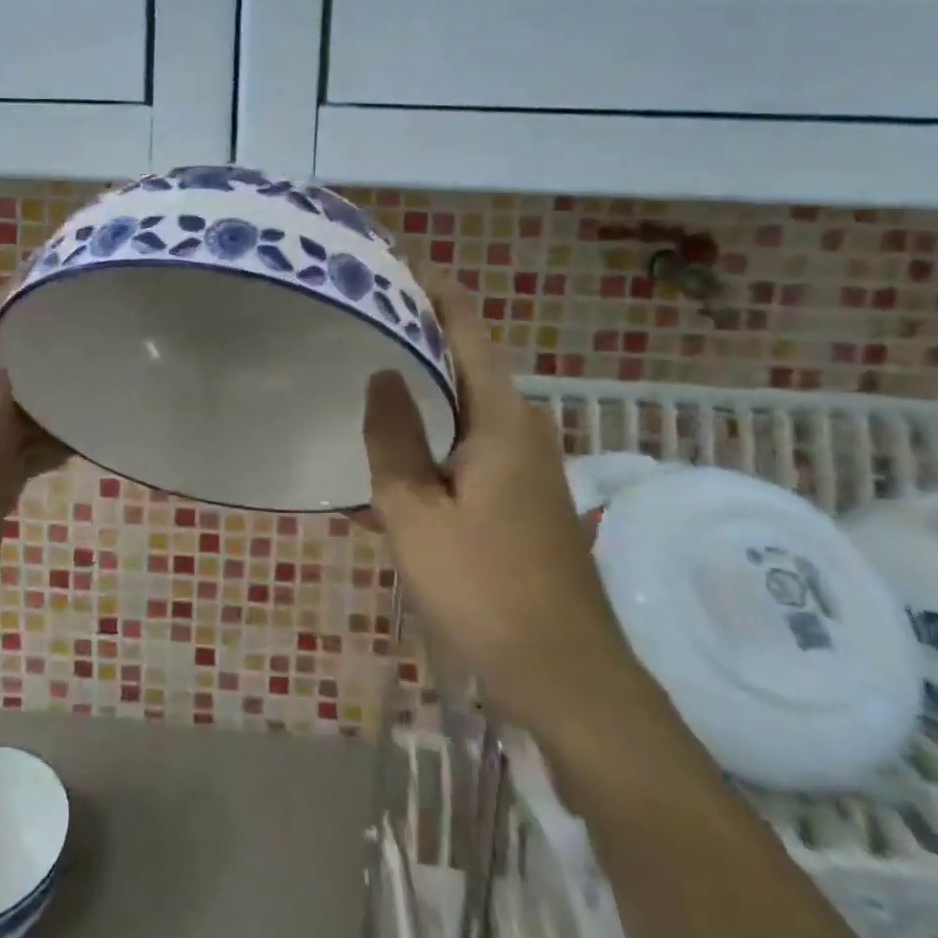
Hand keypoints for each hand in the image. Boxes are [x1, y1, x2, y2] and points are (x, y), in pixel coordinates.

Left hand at [0, 281, 70, 675]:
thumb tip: (0, 354)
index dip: (15, 299)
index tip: (58, 273)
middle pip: (10, 361)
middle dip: (47, 338)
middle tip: (99, 319)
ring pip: (25, 401)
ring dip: (58, 386)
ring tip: (106, 368)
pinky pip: (32, 441)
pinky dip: (58, 431)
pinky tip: (90, 430)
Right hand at [363, 273, 636, 733]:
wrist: (569, 678)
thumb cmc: (485, 589)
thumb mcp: (415, 515)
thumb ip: (393, 438)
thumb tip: (382, 374)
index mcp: (500, 419)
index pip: (468, 331)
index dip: (437, 291)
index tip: (401, 260)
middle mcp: (522, 427)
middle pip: (468, 360)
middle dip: (422, 330)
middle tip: (368, 312)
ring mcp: (529, 462)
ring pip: (469, 403)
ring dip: (427, 381)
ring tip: (373, 365)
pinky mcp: (525, 493)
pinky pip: (473, 439)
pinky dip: (437, 425)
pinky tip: (400, 446)